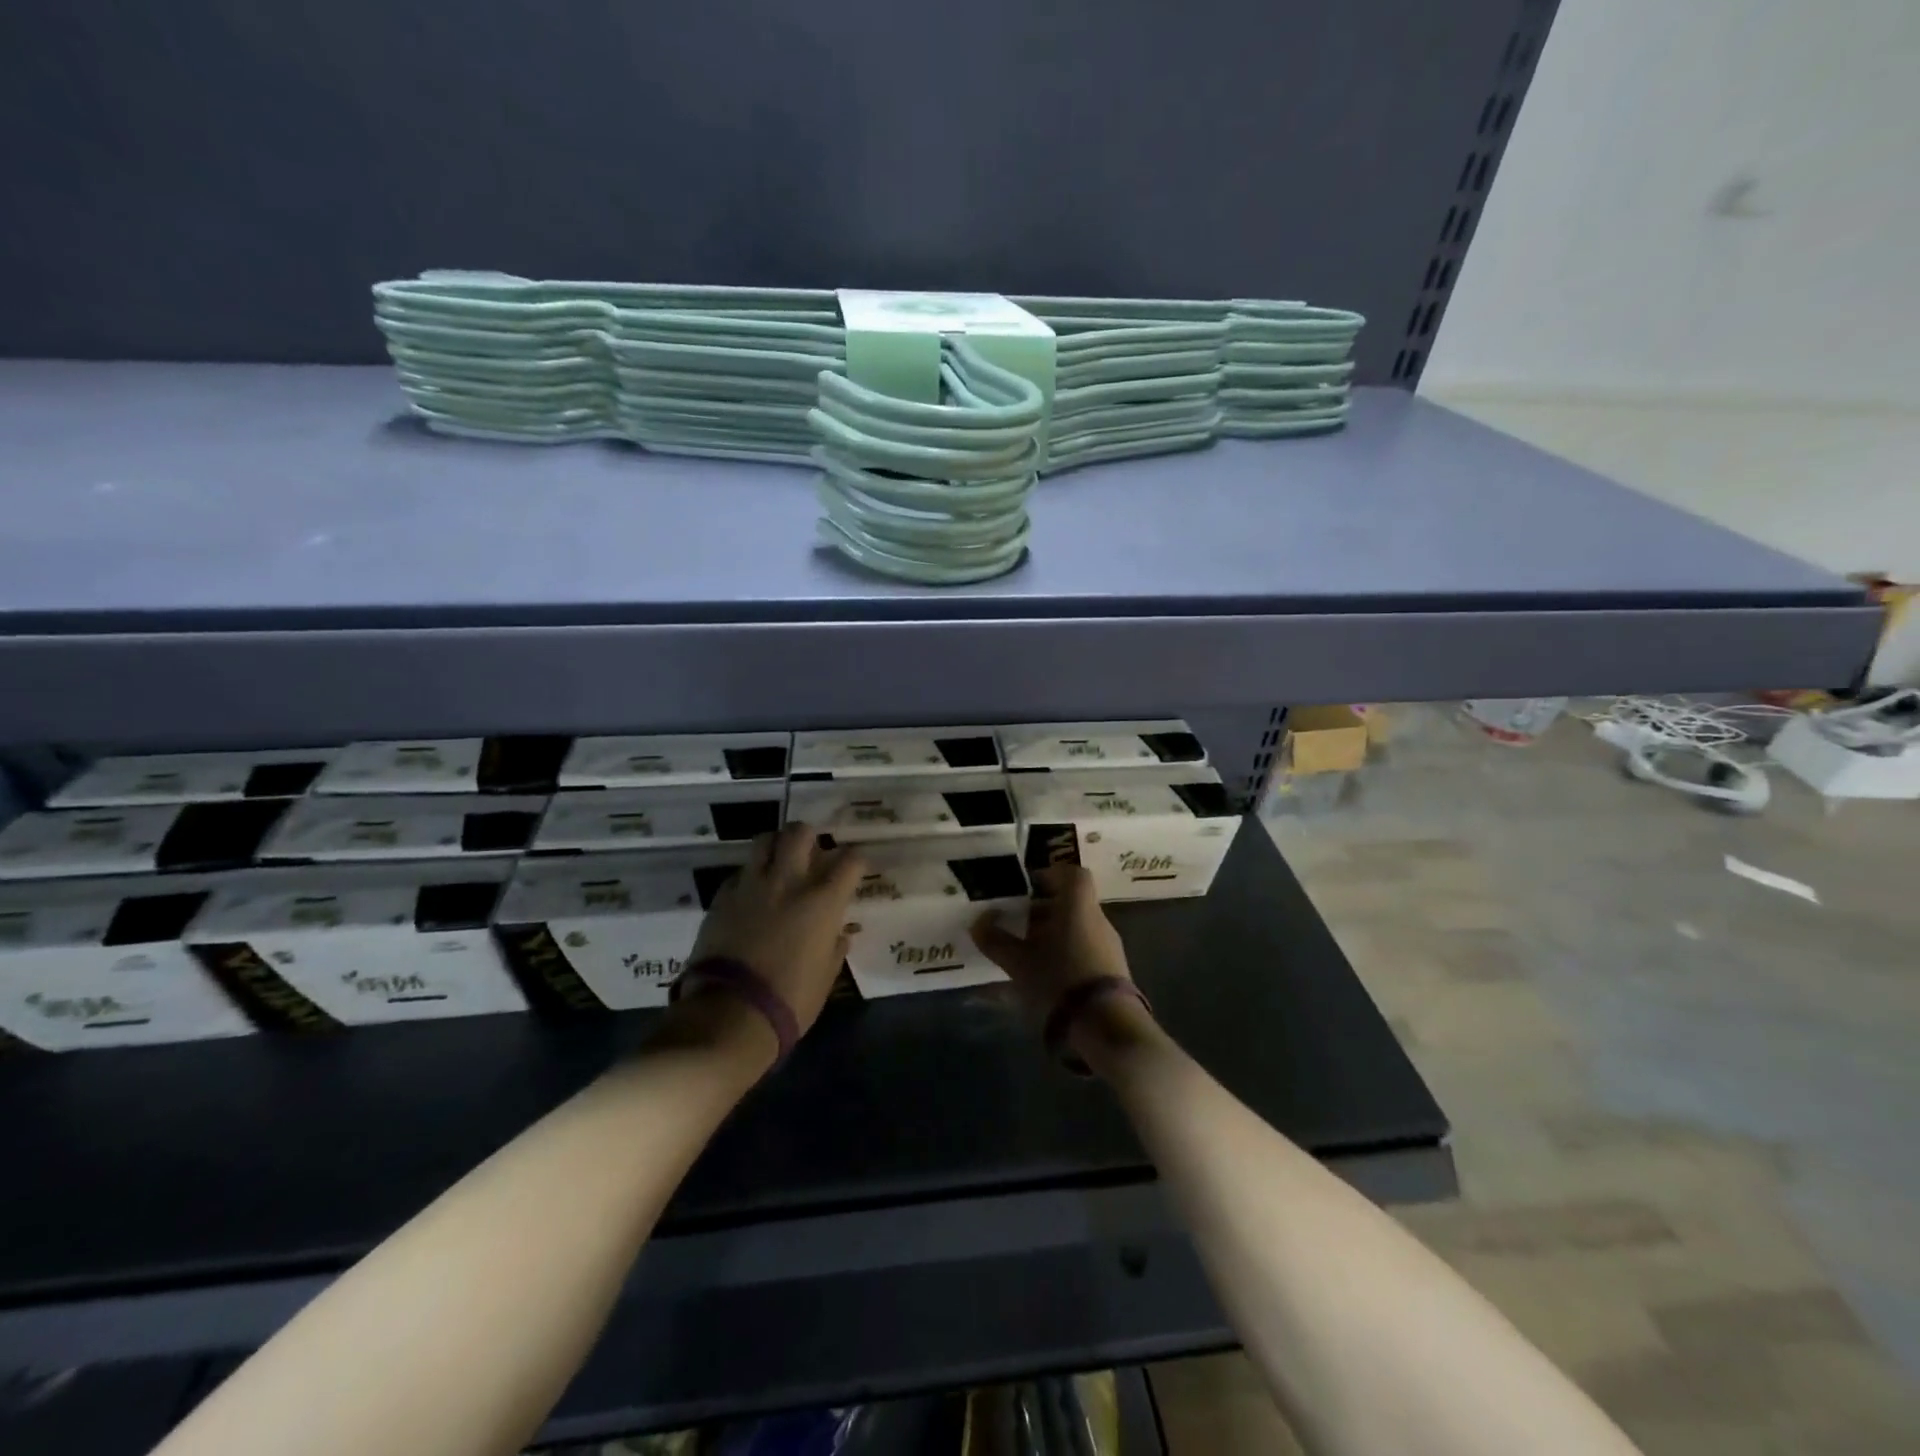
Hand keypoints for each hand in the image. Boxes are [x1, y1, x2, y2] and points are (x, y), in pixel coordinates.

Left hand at [684, 822, 864, 1036]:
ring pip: (764, 840)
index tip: (855, 868)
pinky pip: (739, 872)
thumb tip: (839, 935)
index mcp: (822, 901)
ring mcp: (752, 886)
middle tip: (812, 852)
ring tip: (778, 861)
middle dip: (810, 836)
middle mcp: (788, 882)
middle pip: (801, 832)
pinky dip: (749, 876)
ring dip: (776, 845)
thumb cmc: (790, 1000)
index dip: (856, 859)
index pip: (850, 860)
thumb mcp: (825, 977)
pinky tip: (751, 894)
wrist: (730, 1014)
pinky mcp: (722, 897)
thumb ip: (834, 947)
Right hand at [970, 862, 1135, 1011]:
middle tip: (1018, 923)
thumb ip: (996, 941)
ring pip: (1079, 927)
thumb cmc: (1060, 979)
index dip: (1051, 875)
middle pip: (1072, 903)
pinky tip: (1048, 975)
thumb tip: (978, 923)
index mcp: (1078, 907)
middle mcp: (1098, 919)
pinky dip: (1067, 953)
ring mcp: (1109, 946)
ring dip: (1055, 934)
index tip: (1029, 887)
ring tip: (1028, 953)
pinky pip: (1087, 949)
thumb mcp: (1019, 962)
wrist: (1107, 1025)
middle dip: (1044, 910)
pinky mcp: (1114, 971)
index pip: (1073, 874)